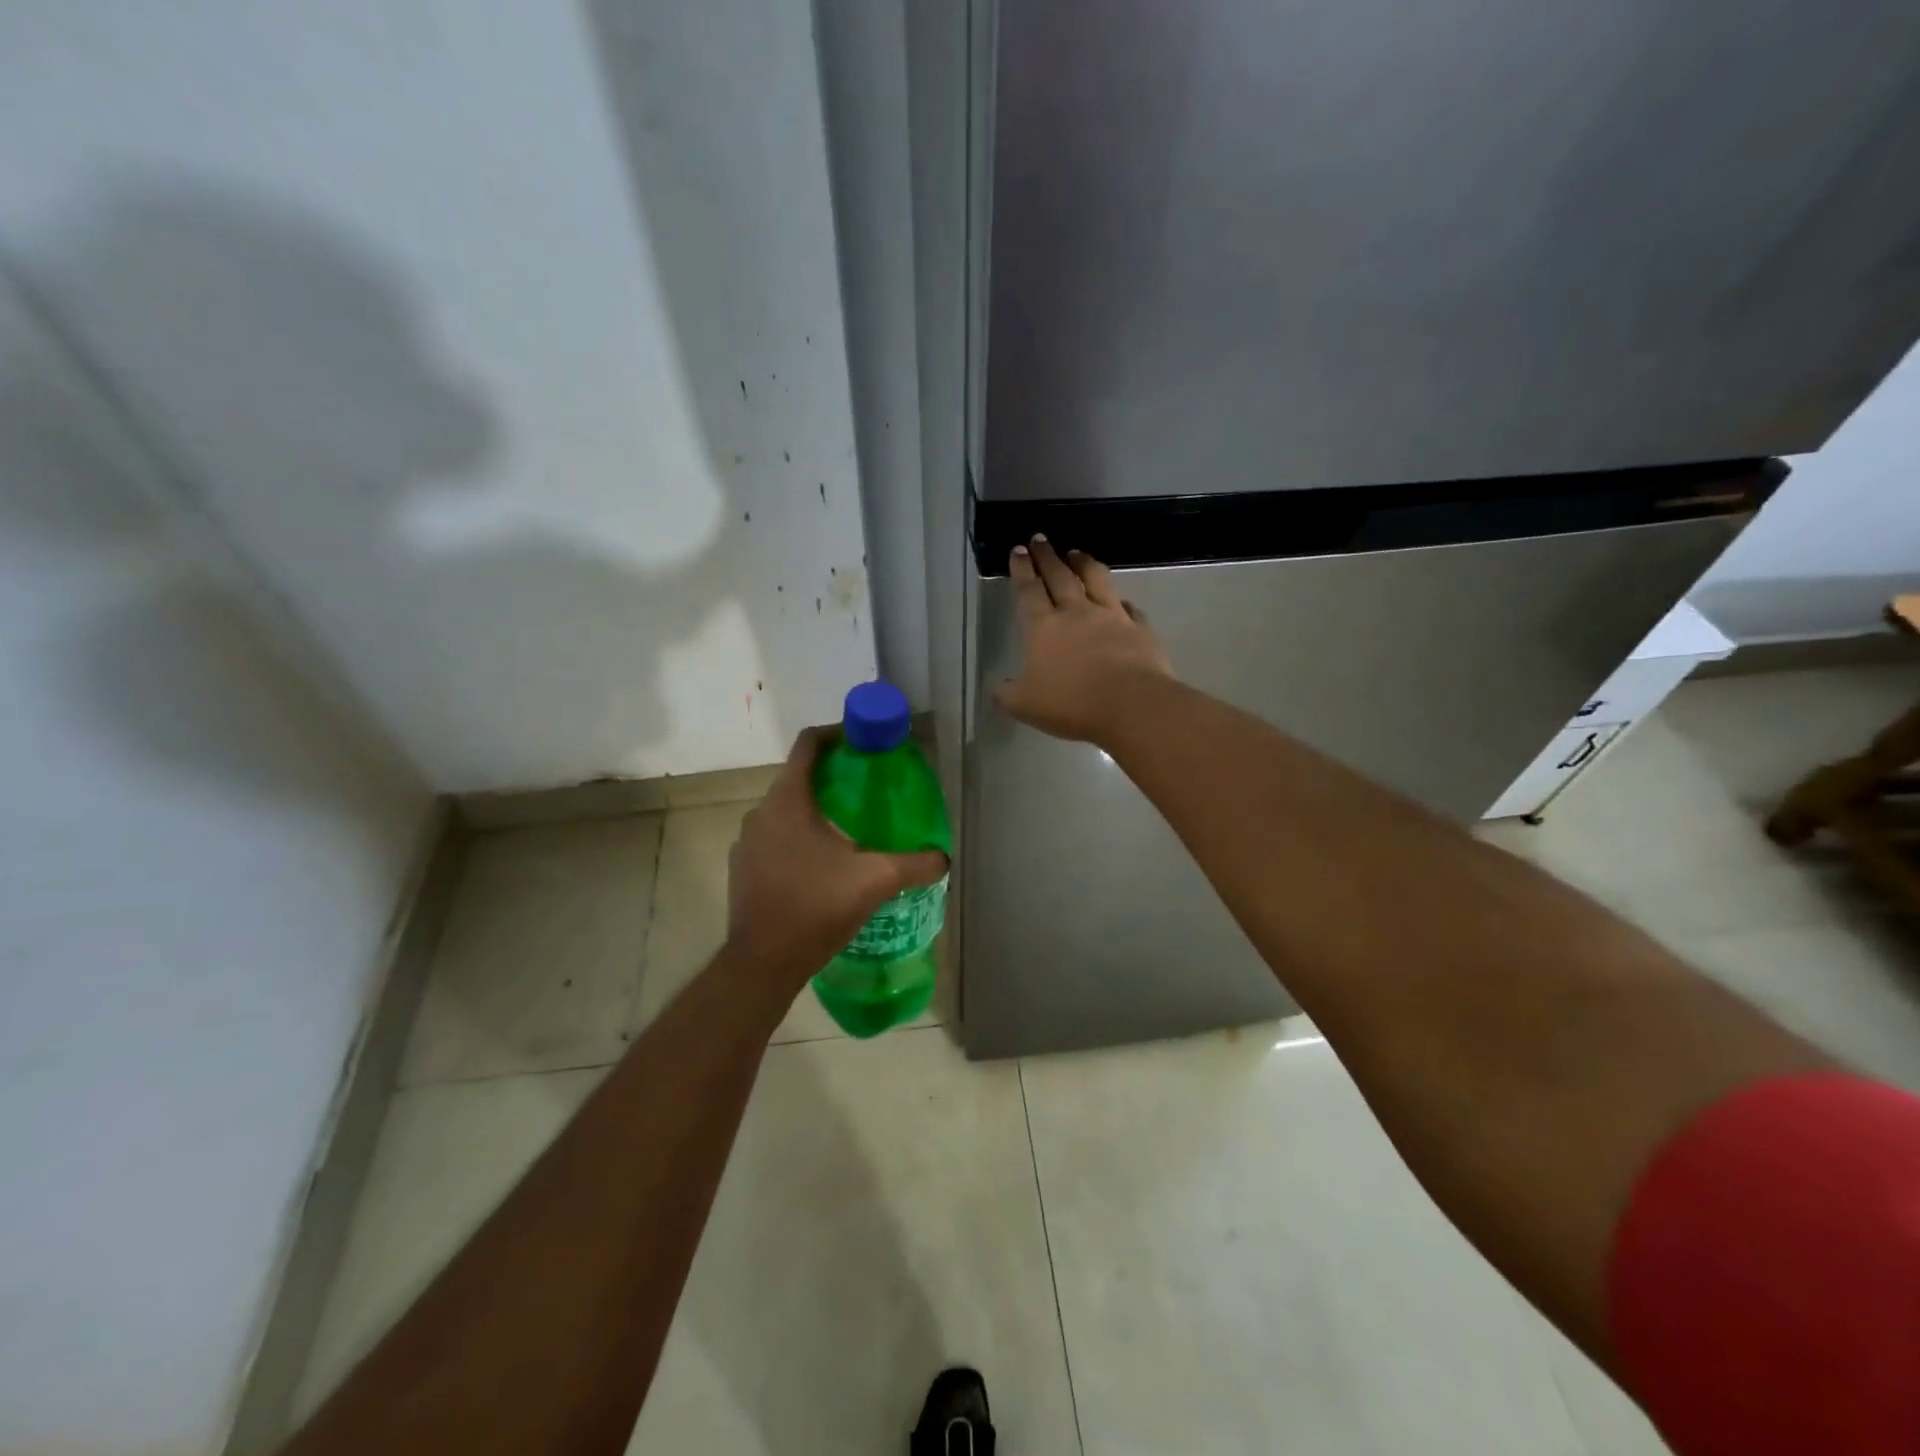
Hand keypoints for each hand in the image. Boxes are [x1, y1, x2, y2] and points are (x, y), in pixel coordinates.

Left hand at [724, 727, 948, 993]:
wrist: (763, 963)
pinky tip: (823, 863)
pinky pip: (774, 837)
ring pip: (786, 810)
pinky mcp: (743, 867)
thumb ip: (914, 864)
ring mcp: (747, 842)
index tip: (863, 741)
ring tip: (851, 828)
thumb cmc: (815, 908)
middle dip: (833, 777)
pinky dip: (799, 837)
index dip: (836, 734)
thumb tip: (944, 858)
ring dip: (816, 810)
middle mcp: (761, 813)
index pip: (808, 745)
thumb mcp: (874, 881)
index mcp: (788, 801)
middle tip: (869, 789)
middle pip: (799, 777)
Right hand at [994, 536, 1172, 743]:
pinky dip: (1122, 603)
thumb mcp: (1025, 705)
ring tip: (1077, 553)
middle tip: (1040, 539)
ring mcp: (1112, 617)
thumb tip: (1000, 688)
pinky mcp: (1140, 629)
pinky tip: (1122, 602)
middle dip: (1047, 556)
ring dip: (1084, 564)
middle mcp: (1077, 613)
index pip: (1029, 590)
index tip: (1018, 549)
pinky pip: (1130, 609)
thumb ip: (1008, 695)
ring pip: (1096, 580)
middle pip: (1060, 576)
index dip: (1021, 569)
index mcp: (1044, 627)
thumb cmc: (1071, 703)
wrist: (1131, 704)